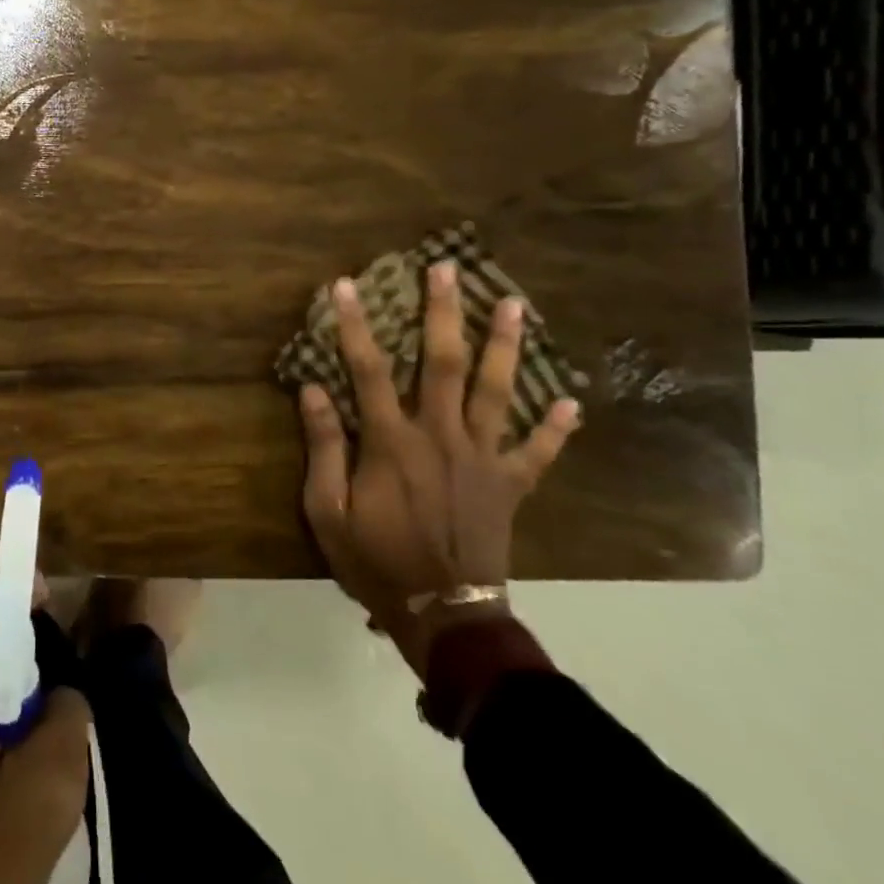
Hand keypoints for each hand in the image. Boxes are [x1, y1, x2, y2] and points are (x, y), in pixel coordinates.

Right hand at [298, 261, 579, 641]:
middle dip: (444, 312)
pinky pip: (538, 452)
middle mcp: (441, 437)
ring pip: (497, 392)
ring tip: (511, 304)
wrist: (443, 614)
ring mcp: (483, 459)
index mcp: (392, 442)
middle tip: (447, 268)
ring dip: (504, 346)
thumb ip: (322, 447)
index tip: (346, 285)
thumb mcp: (328, 509)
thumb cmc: (375, 560)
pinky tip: (570, 401)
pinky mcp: (510, 485)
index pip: (369, 369)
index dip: (355, 324)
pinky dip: (555, 427)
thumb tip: (313, 389)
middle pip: (444, 363)